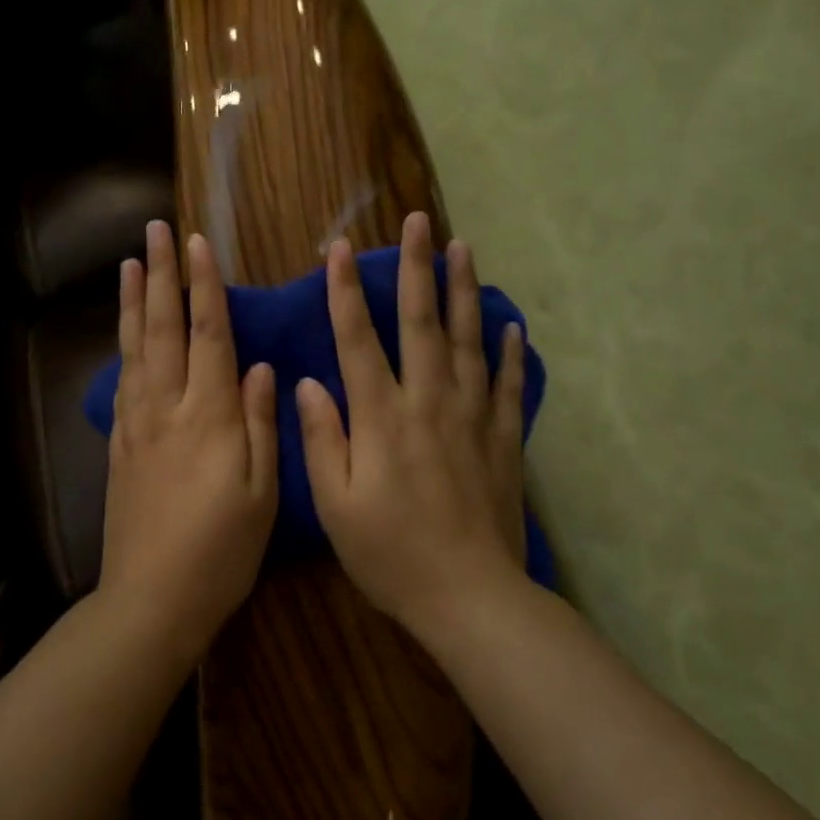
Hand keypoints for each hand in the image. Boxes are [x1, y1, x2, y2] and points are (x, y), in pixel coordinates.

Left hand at [102, 220, 278, 655]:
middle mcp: (167, 408)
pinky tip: (125, 332)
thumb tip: (260, 367)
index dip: (203, 285)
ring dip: (135, 302)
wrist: (151, 599)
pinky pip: (122, 381)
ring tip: (131, 264)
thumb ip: (260, 424)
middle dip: (161, 276)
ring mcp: (137, 425)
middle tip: (154, 232)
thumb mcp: (261, 493)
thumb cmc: (221, 551)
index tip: (197, 243)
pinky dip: (123, 346)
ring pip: (135, 348)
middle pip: (163, 328)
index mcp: (209, 416)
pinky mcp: (119, 445)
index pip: (208, 334)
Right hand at [295, 212, 528, 640]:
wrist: (470, 597)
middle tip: (419, 222)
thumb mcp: (336, 504)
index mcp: (382, 417)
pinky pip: (507, 385)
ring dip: (464, 291)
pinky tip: (510, 326)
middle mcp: (428, 402)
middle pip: (421, 323)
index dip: (345, 292)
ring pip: (468, 341)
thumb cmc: (391, 554)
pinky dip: (509, 352)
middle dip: (417, 268)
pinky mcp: (503, 439)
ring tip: (463, 248)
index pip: (358, 340)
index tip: (339, 249)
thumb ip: (323, 438)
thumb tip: (309, 382)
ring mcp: (472, 417)